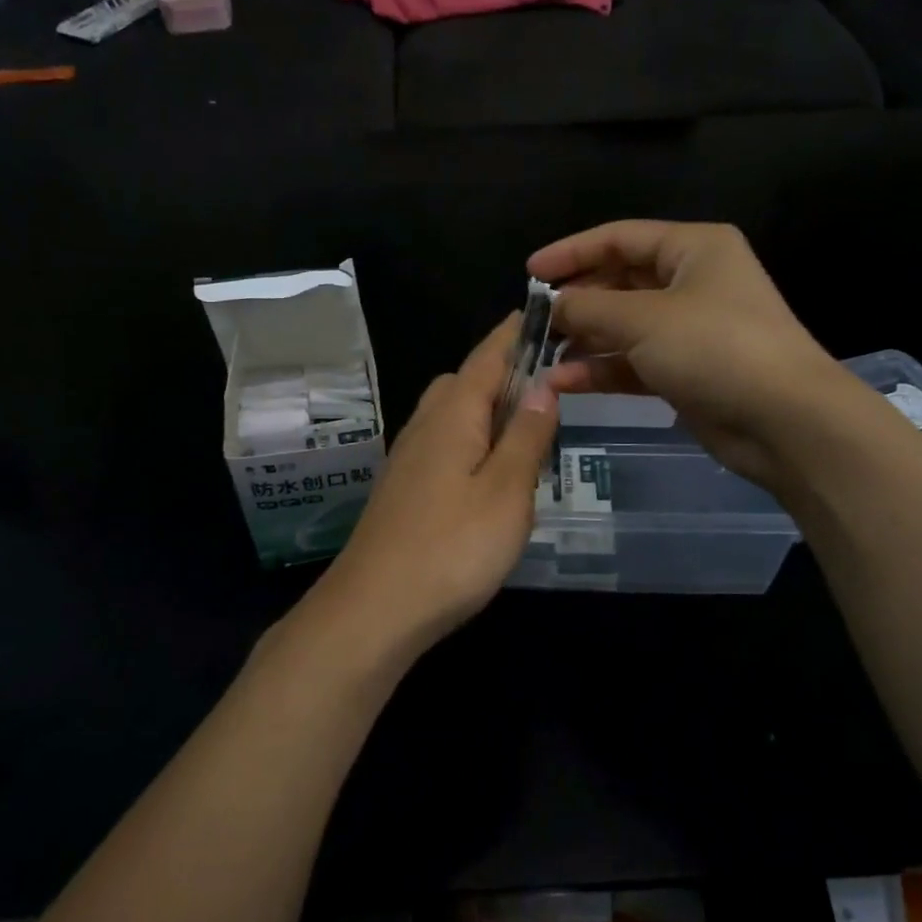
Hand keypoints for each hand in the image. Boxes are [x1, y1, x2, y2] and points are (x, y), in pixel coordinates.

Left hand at [303, 317, 558, 658]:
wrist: (374, 609)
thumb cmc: (451, 547)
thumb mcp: (507, 491)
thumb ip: (526, 436)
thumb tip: (543, 385)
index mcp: (453, 414)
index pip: (488, 355)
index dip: (515, 333)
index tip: (543, 311)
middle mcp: (425, 425)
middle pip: (465, 381)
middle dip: (502, 372)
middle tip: (547, 389)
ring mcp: (408, 457)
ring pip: (451, 414)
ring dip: (486, 410)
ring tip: (525, 433)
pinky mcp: (403, 488)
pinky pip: (443, 444)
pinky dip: (471, 441)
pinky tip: (489, 474)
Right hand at [529, 221, 848, 486]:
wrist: (783, 420)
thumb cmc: (714, 347)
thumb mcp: (642, 319)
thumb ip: (588, 308)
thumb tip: (552, 305)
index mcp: (692, 248)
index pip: (619, 238)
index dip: (571, 252)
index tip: (530, 272)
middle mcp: (692, 282)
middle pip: (619, 281)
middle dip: (577, 301)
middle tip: (535, 319)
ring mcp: (690, 329)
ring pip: (624, 325)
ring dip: (584, 339)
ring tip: (542, 353)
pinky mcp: (686, 371)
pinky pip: (634, 361)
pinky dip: (602, 368)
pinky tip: (565, 381)